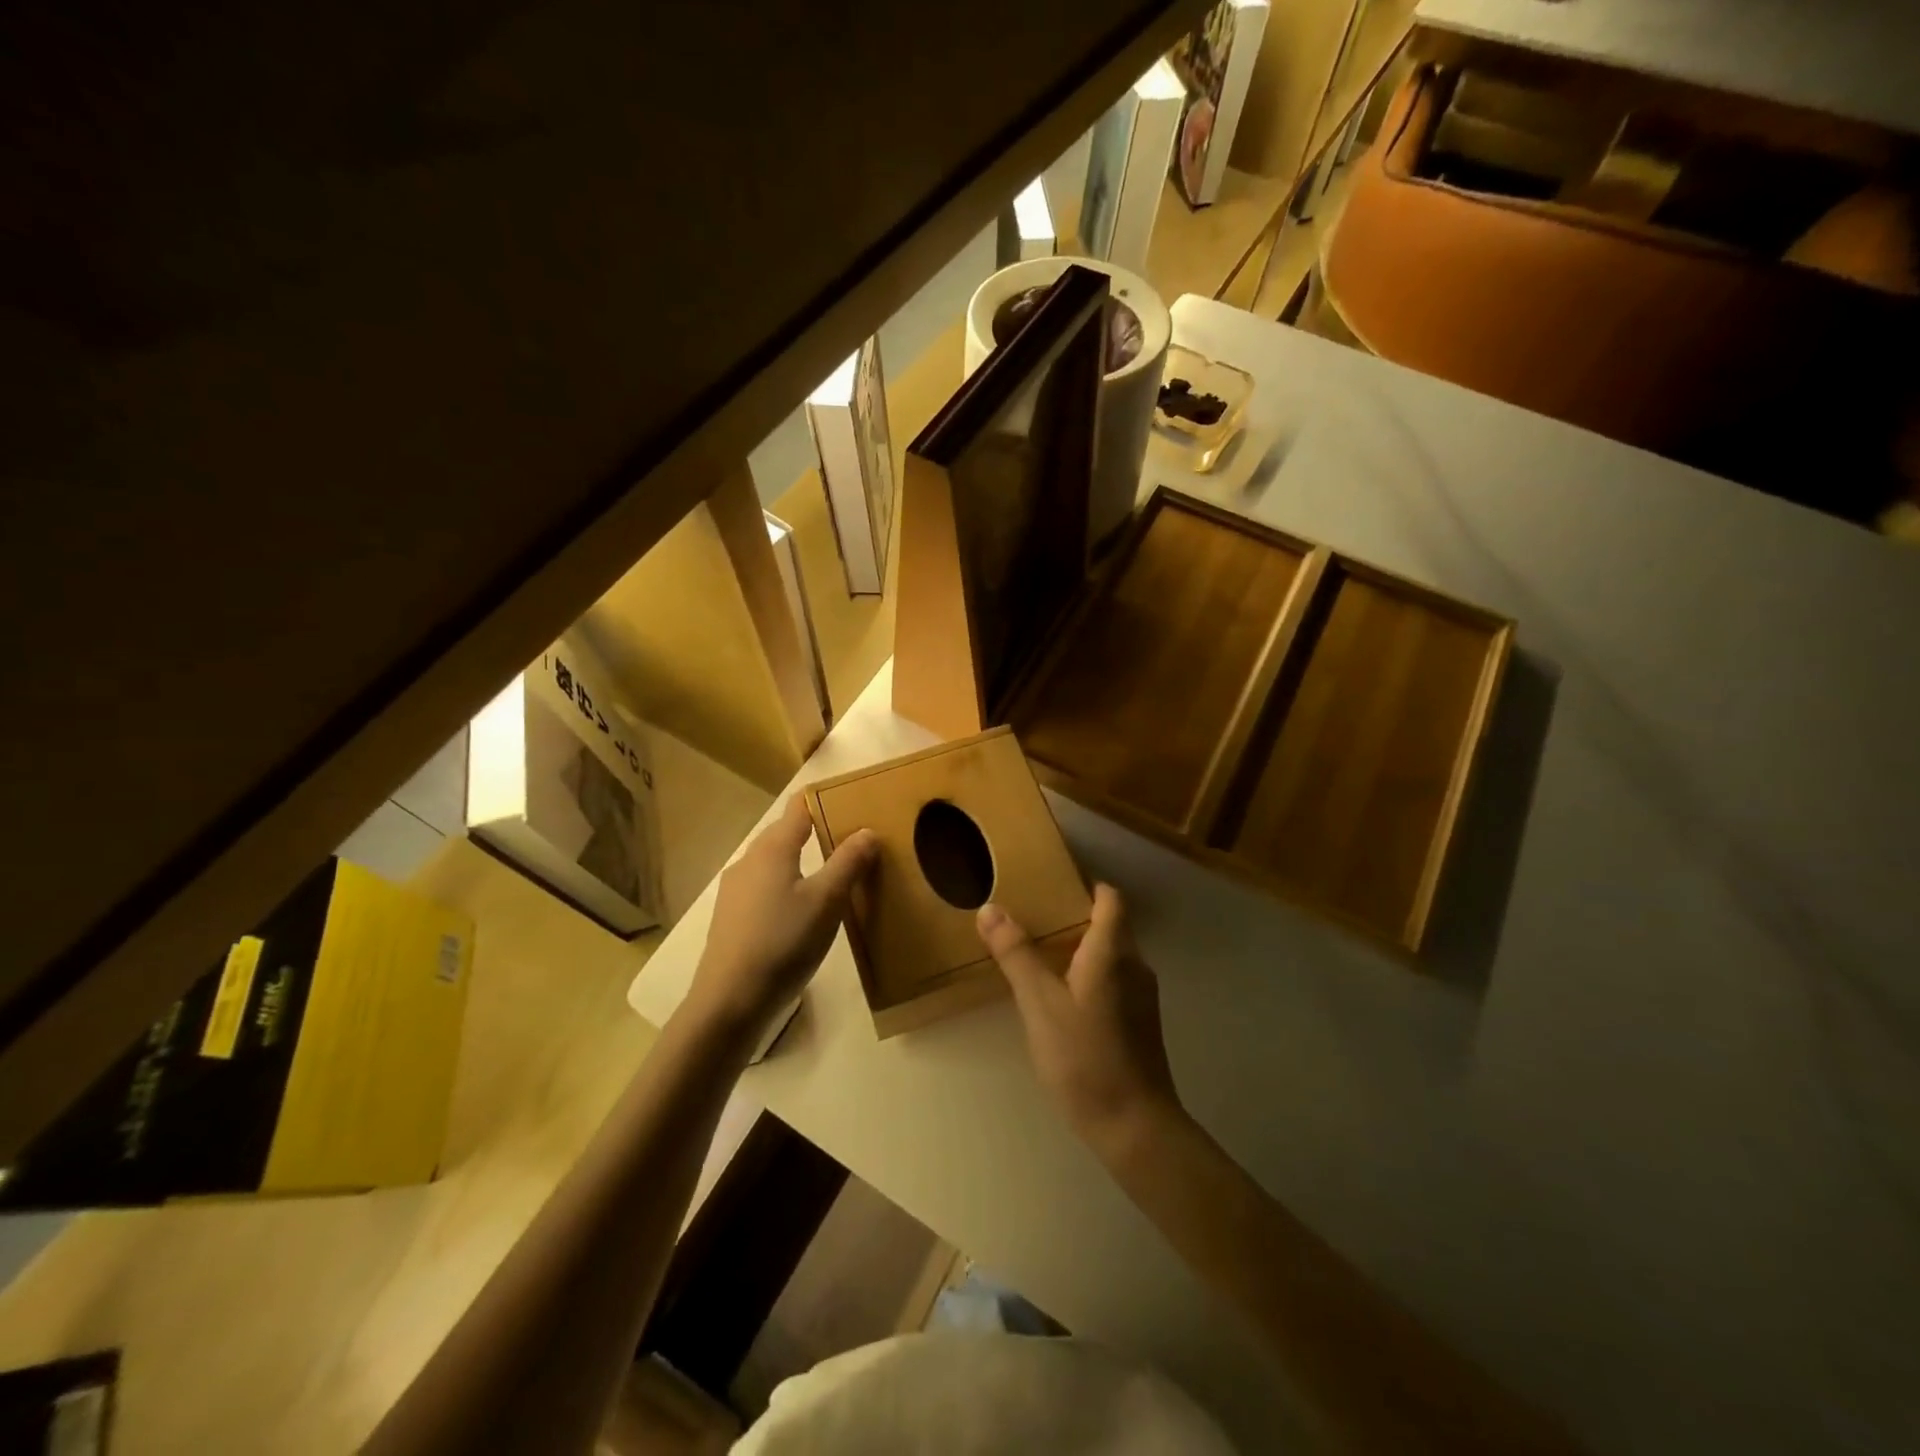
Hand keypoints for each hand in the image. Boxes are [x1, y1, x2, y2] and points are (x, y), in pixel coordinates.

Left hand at [685, 794, 875, 1043]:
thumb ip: (848, 862)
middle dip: (816, 830)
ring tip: (833, 874)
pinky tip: (801, 908)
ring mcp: (735, 890)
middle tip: (852, 838)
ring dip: (801, 860)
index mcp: (772, 849)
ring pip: (774, 861)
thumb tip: (867, 830)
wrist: (730, 1001)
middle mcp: (749, 860)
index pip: (798, 809)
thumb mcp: (827, 902)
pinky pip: (765, 886)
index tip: (850, 798)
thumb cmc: (783, 942)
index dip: (822, 799)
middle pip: (785, 833)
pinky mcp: (731, 916)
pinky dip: (787, 884)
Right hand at [976, 884, 1183, 1158]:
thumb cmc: (1085, 1057)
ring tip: (1042, 955)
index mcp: (1114, 951)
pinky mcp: (1142, 1022)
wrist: (1135, 1126)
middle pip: (1111, 924)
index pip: (1110, 898)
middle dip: (1076, 916)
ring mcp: (1143, 996)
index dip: (1086, 886)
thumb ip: (1016, 954)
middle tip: (1034, 919)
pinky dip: (1091, 975)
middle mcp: (1136, 965)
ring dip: (1082, 948)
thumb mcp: (1040, 1003)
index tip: (1052, 885)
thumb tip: (991, 908)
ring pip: (1113, 955)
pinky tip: (1063, 997)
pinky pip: (1116, 980)